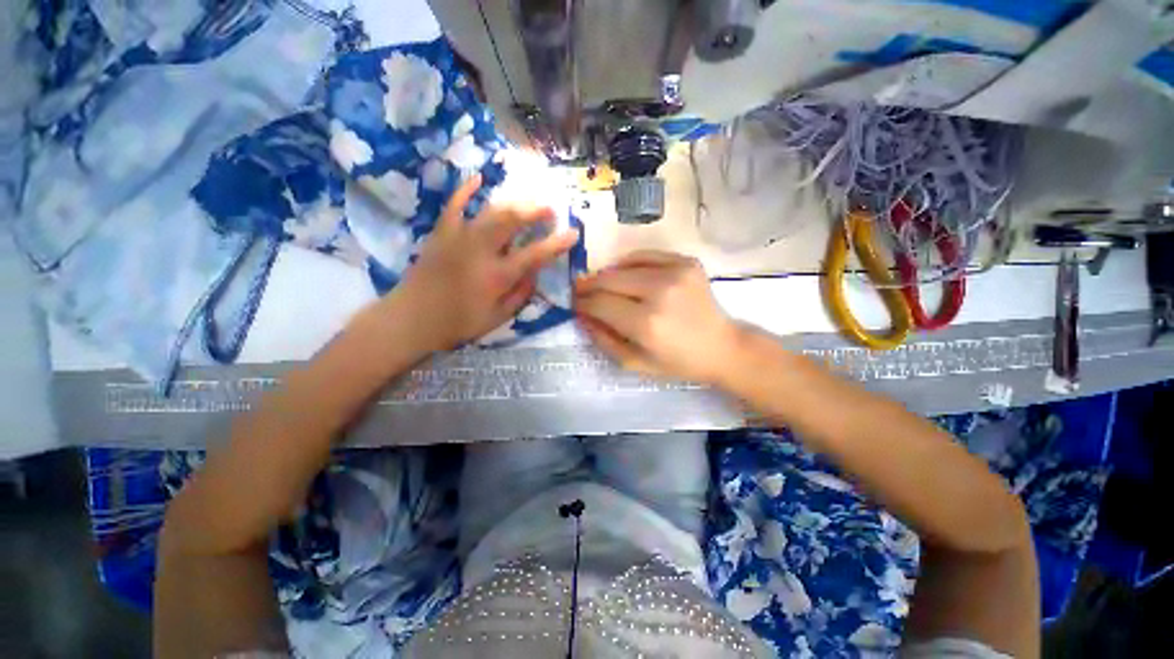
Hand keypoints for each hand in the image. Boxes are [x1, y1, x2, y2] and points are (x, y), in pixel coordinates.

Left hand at [390, 175, 579, 350]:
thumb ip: (520, 295)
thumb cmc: (458, 323)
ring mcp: (459, 237)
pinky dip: (466, 190)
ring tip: (527, 201)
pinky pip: (454, 205)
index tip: (573, 233)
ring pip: (490, 210)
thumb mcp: (497, 318)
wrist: (411, 318)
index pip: (534, 255)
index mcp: (497, 276)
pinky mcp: (441, 233)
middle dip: (535, 211)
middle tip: (550, 209)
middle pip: (512, 220)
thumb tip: (534, 274)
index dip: (557, 243)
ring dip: (513, 203)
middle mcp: (480, 250)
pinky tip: (479, 178)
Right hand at [574, 251, 741, 383]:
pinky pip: (645, 255)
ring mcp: (675, 272)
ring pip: (623, 265)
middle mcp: (659, 292)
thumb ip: (603, 340)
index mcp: (646, 324)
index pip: (600, 304)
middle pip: (608, 280)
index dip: (582, 302)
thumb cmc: (678, 362)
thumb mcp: (635, 363)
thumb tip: (582, 316)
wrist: (721, 346)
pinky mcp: (686, 262)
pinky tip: (625, 273)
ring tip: (602, 284)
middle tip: (580, 291)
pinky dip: (629, 263)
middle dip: (588, 285)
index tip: (574, 303)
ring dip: (607, 275)